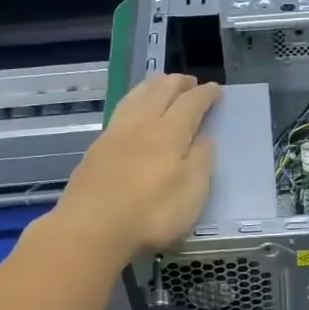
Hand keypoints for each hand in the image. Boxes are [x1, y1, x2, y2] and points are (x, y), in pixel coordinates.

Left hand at [53, 73, 218, 264]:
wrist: (92, 227)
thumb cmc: (151, 214)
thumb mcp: (191, 193)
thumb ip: (201, 161)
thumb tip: (204, 138)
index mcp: (170, 133)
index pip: (191, 104)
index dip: (206, 95)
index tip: (216, 89)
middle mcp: (142, 124)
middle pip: (161, 91)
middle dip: (178, 83)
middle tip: (190, 81)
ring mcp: (115, 133)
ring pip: (136, 96)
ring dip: (152, 85)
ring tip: (161, 84)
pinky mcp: (97, 147)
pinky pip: (120, 110)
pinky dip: (134, 100)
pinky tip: (133, 109)